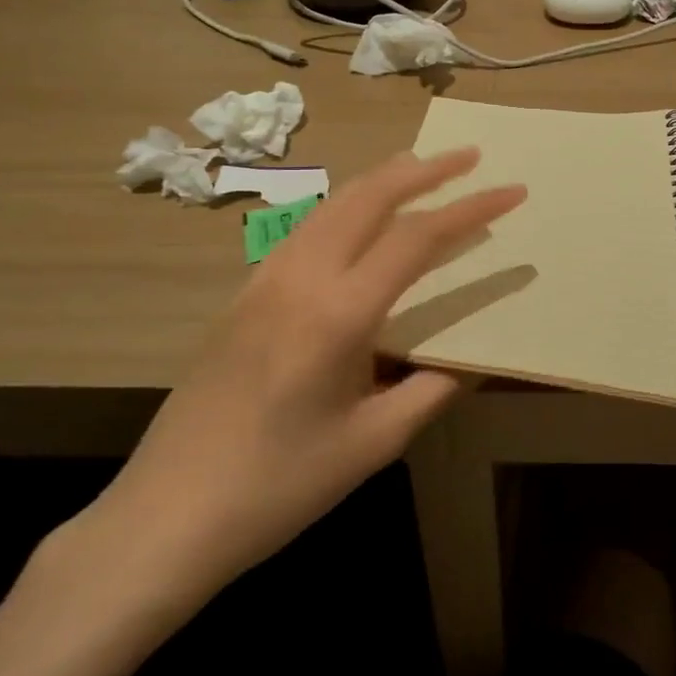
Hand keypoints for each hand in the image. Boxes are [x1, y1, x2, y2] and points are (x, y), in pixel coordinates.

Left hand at [77, 147, 525, 608]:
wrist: (163, 519)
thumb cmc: (277, 487)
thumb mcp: (372, 444)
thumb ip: (431, 389)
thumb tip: (474, 358)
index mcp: (338, 313)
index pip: (417, 237)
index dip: (471, 208)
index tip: (512, 191)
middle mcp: (299, 279)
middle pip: (369, 197)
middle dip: (426, 169)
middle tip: (471, 155)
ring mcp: (263, 282)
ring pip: (332, 205)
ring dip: (383, 180)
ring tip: (422, 169)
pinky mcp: (243, 296)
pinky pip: (306, 229)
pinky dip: (348, 207)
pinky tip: (361, 220)